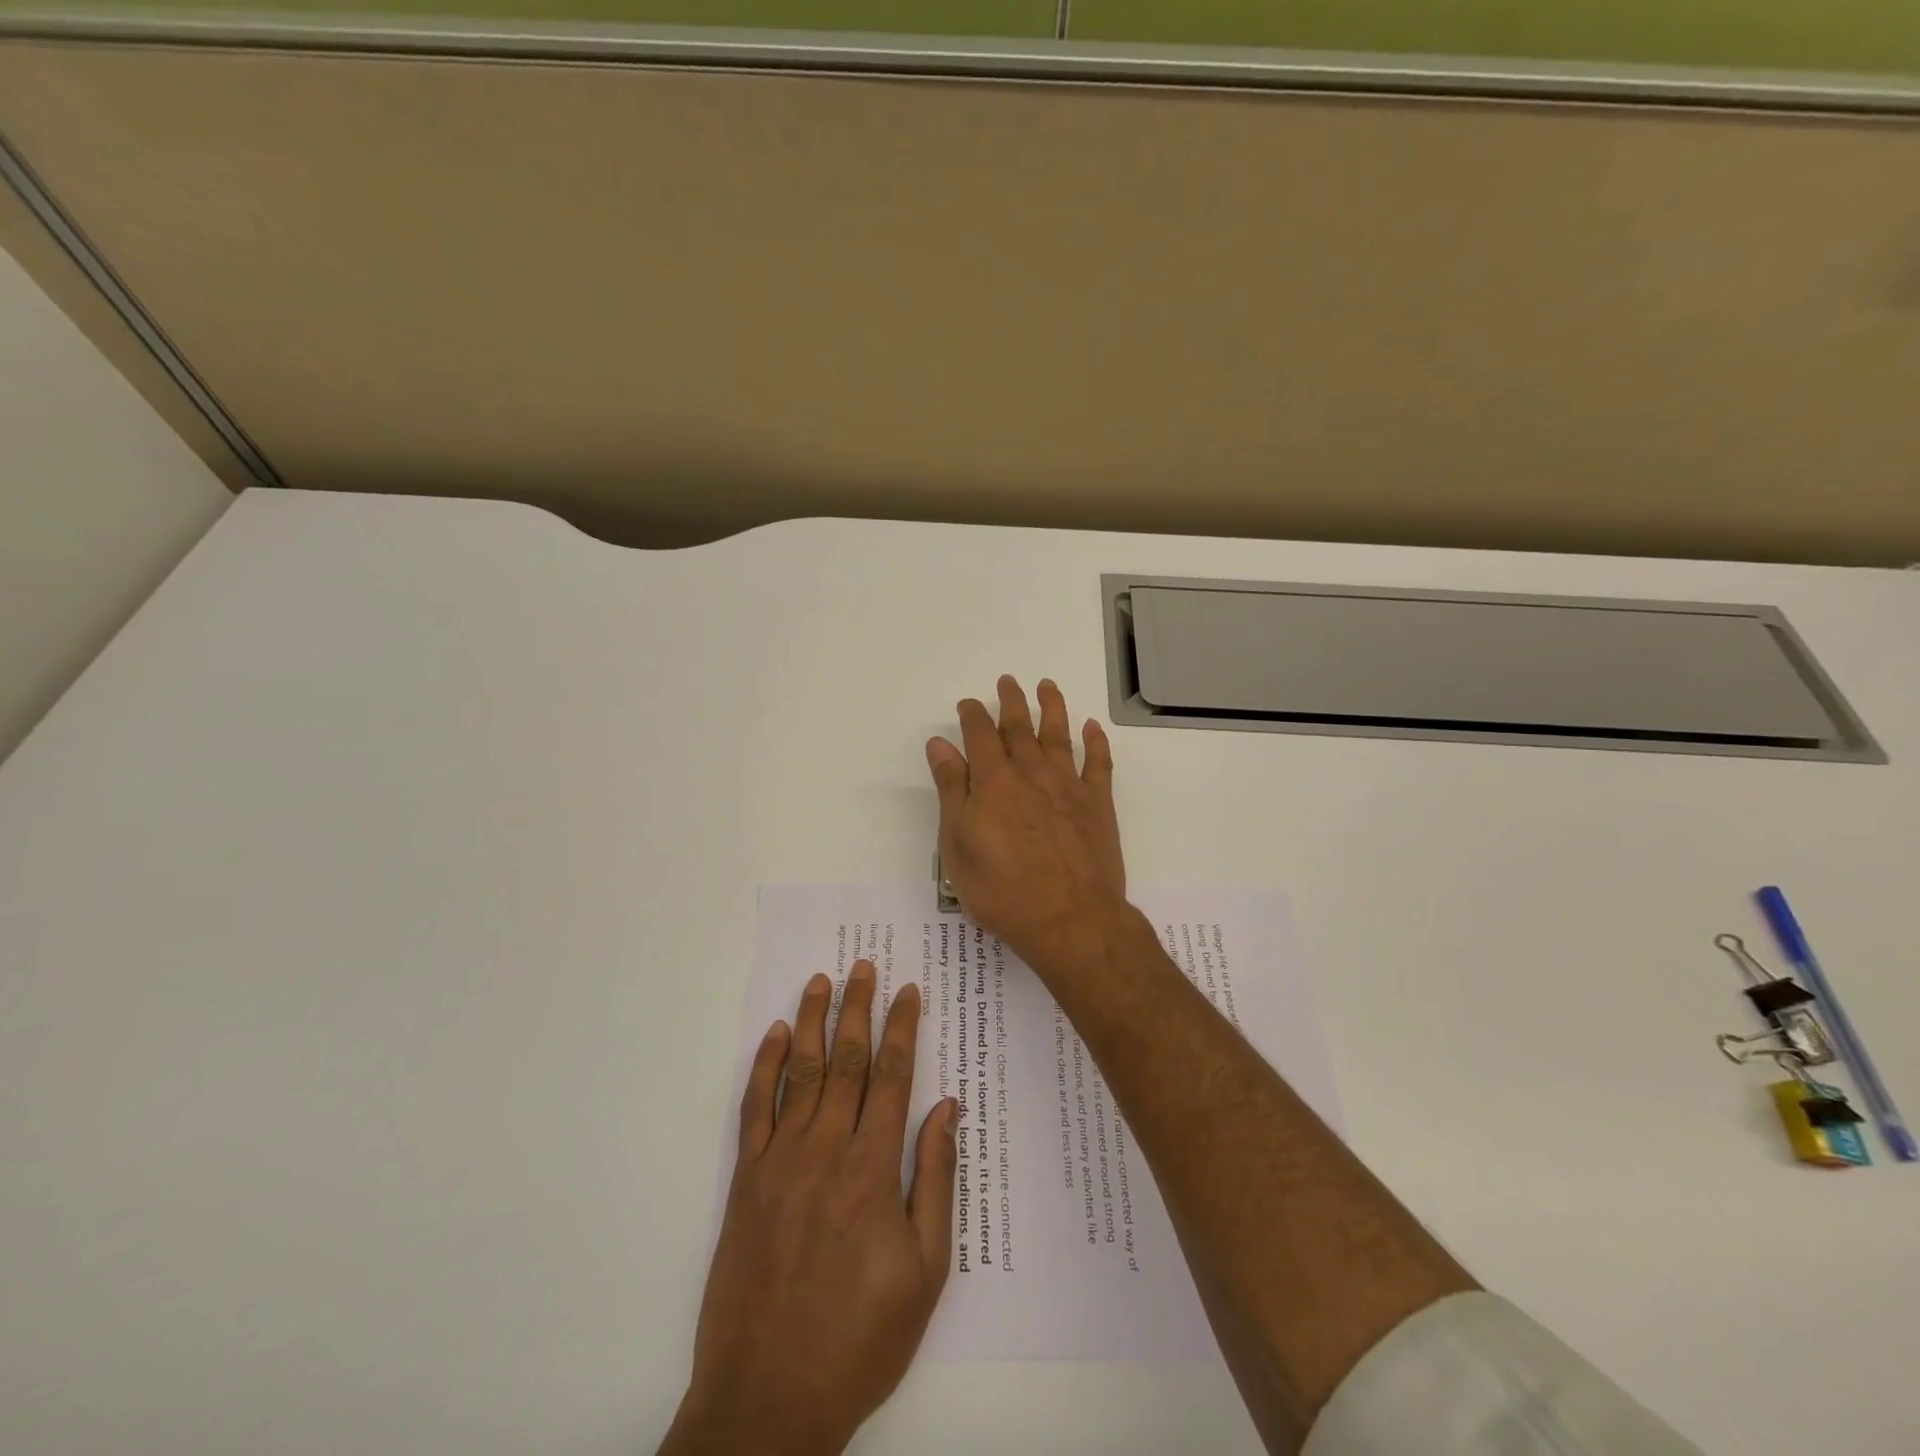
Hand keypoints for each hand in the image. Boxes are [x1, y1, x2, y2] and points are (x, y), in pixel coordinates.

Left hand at [662, 962, 957, 1455]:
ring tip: (820, 981)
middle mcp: (826, 1150)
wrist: (769, 1398)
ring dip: (810, 1021)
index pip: (893, 1076)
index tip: (908, 991)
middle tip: (862, 966)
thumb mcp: (924, 1271)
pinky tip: (772, 1035)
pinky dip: (763, 1067)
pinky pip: (754, 1109)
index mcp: (873, 1169)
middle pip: (846, 1060)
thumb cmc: (860, 1337)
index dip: (902, 1028)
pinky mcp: (746, 1180)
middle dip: (857, 1008)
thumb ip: (935, 1180)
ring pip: (798, 1072)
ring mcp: (780, 1161)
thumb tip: (948, 1109)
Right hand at [926, 676, 1127, 972]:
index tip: (969, 704)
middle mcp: (1031, 773)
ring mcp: (1068, 786)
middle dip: (1011, 701)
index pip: (980, 735)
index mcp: (994, 782)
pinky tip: (1093, 728)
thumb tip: (940, 745)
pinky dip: (1096, 742)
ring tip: (1047, 687)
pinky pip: (1098, 763)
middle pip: (1020, 727)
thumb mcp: (958, 844)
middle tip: (1007, 681)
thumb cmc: (1002, 889)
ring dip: (1052, 707)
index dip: (973, 715)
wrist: (1069, 919)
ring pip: (1059, 735)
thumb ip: (951, 790)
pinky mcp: (1098, 804)